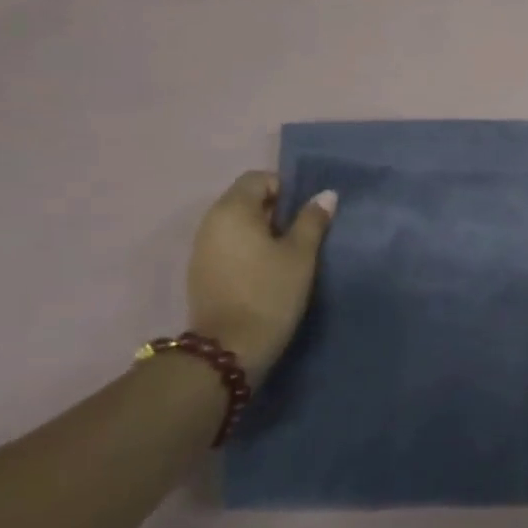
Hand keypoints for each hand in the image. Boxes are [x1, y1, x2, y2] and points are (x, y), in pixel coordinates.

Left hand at [186, 173, 335, 382]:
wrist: (229, 349)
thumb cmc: (270, 293)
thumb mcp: (300, 255)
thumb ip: (312, 220)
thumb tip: (326, 195)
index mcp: (233, 210)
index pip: (258, 178)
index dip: (285, 188)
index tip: (306, 214)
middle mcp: (210, 222)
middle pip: (245, 200)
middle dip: (275, 211)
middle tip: (302, 235)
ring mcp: (201, 248)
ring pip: (236, 225)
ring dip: (261, 232)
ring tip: (287, 256)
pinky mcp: (201, 273)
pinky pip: (228, 246)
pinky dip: (247, 251)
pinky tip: (265, 273)